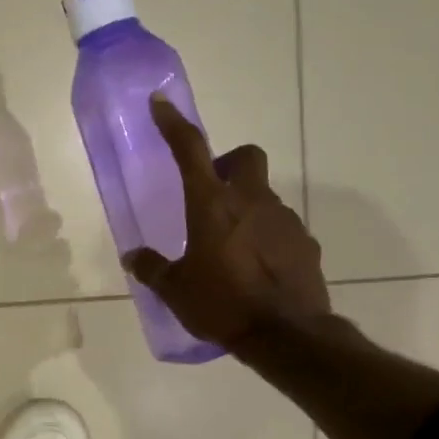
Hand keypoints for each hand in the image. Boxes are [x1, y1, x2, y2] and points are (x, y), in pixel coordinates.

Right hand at [124, 94, 329, 354]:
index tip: (162, 103)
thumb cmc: (221, 304)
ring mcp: (284, 220)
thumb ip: (152, 268)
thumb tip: (133, 258)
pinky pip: (280, 228)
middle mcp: (251, 201)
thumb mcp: (175, 290)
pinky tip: (255, 267)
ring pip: (263, 195)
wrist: (286, 335)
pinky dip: (266, 237)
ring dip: (246, 208)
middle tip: (211, 193)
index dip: (174, 123)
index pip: (191, 150)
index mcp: (211, 205)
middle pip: (246, 157)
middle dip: (229, 164)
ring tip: (230, 247)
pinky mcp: (305, 243)